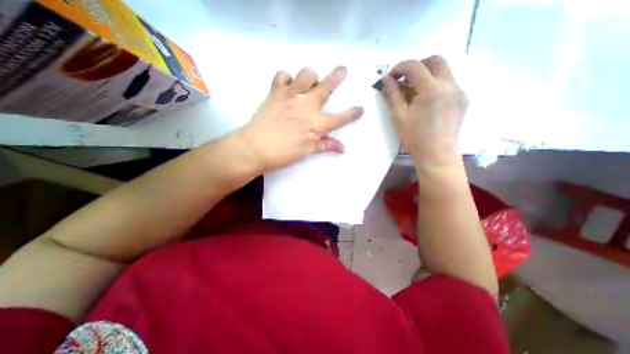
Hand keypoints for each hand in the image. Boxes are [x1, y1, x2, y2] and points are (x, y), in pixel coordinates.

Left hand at [235, 65, 364, 173]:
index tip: (360, 109)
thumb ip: (325, 146)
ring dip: (310, 77)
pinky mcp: (276, 92)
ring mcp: (291, 96)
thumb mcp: (307, 152)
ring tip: (308, 83)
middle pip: (327, 87)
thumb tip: (342, 148)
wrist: (256, 148)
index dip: (353, 113)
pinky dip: (286, 78)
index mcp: (317, 125)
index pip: (340, 118)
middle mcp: (307, 106)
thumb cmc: (283, 153)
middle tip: (342, 69)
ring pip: (306, 74)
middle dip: (338, 76)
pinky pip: (282, 76)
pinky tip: (286, 86)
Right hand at [383, 56, 466, 167]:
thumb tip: (387, 80)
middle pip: (435, 60)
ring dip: (426, 74)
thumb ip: (393, 95)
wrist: (437, 154)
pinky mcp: (462, 99)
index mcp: (432, 89)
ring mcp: (459, 91)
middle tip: (404, 80)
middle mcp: (450, 84)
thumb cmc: (415, 137)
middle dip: (417, 66)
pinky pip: (448, 82)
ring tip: (413, 91)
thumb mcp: (399, 116)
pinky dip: (435, 84)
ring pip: (444, 70)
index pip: (415, 66)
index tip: (390, 77)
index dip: (399, 68)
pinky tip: (426, 100)